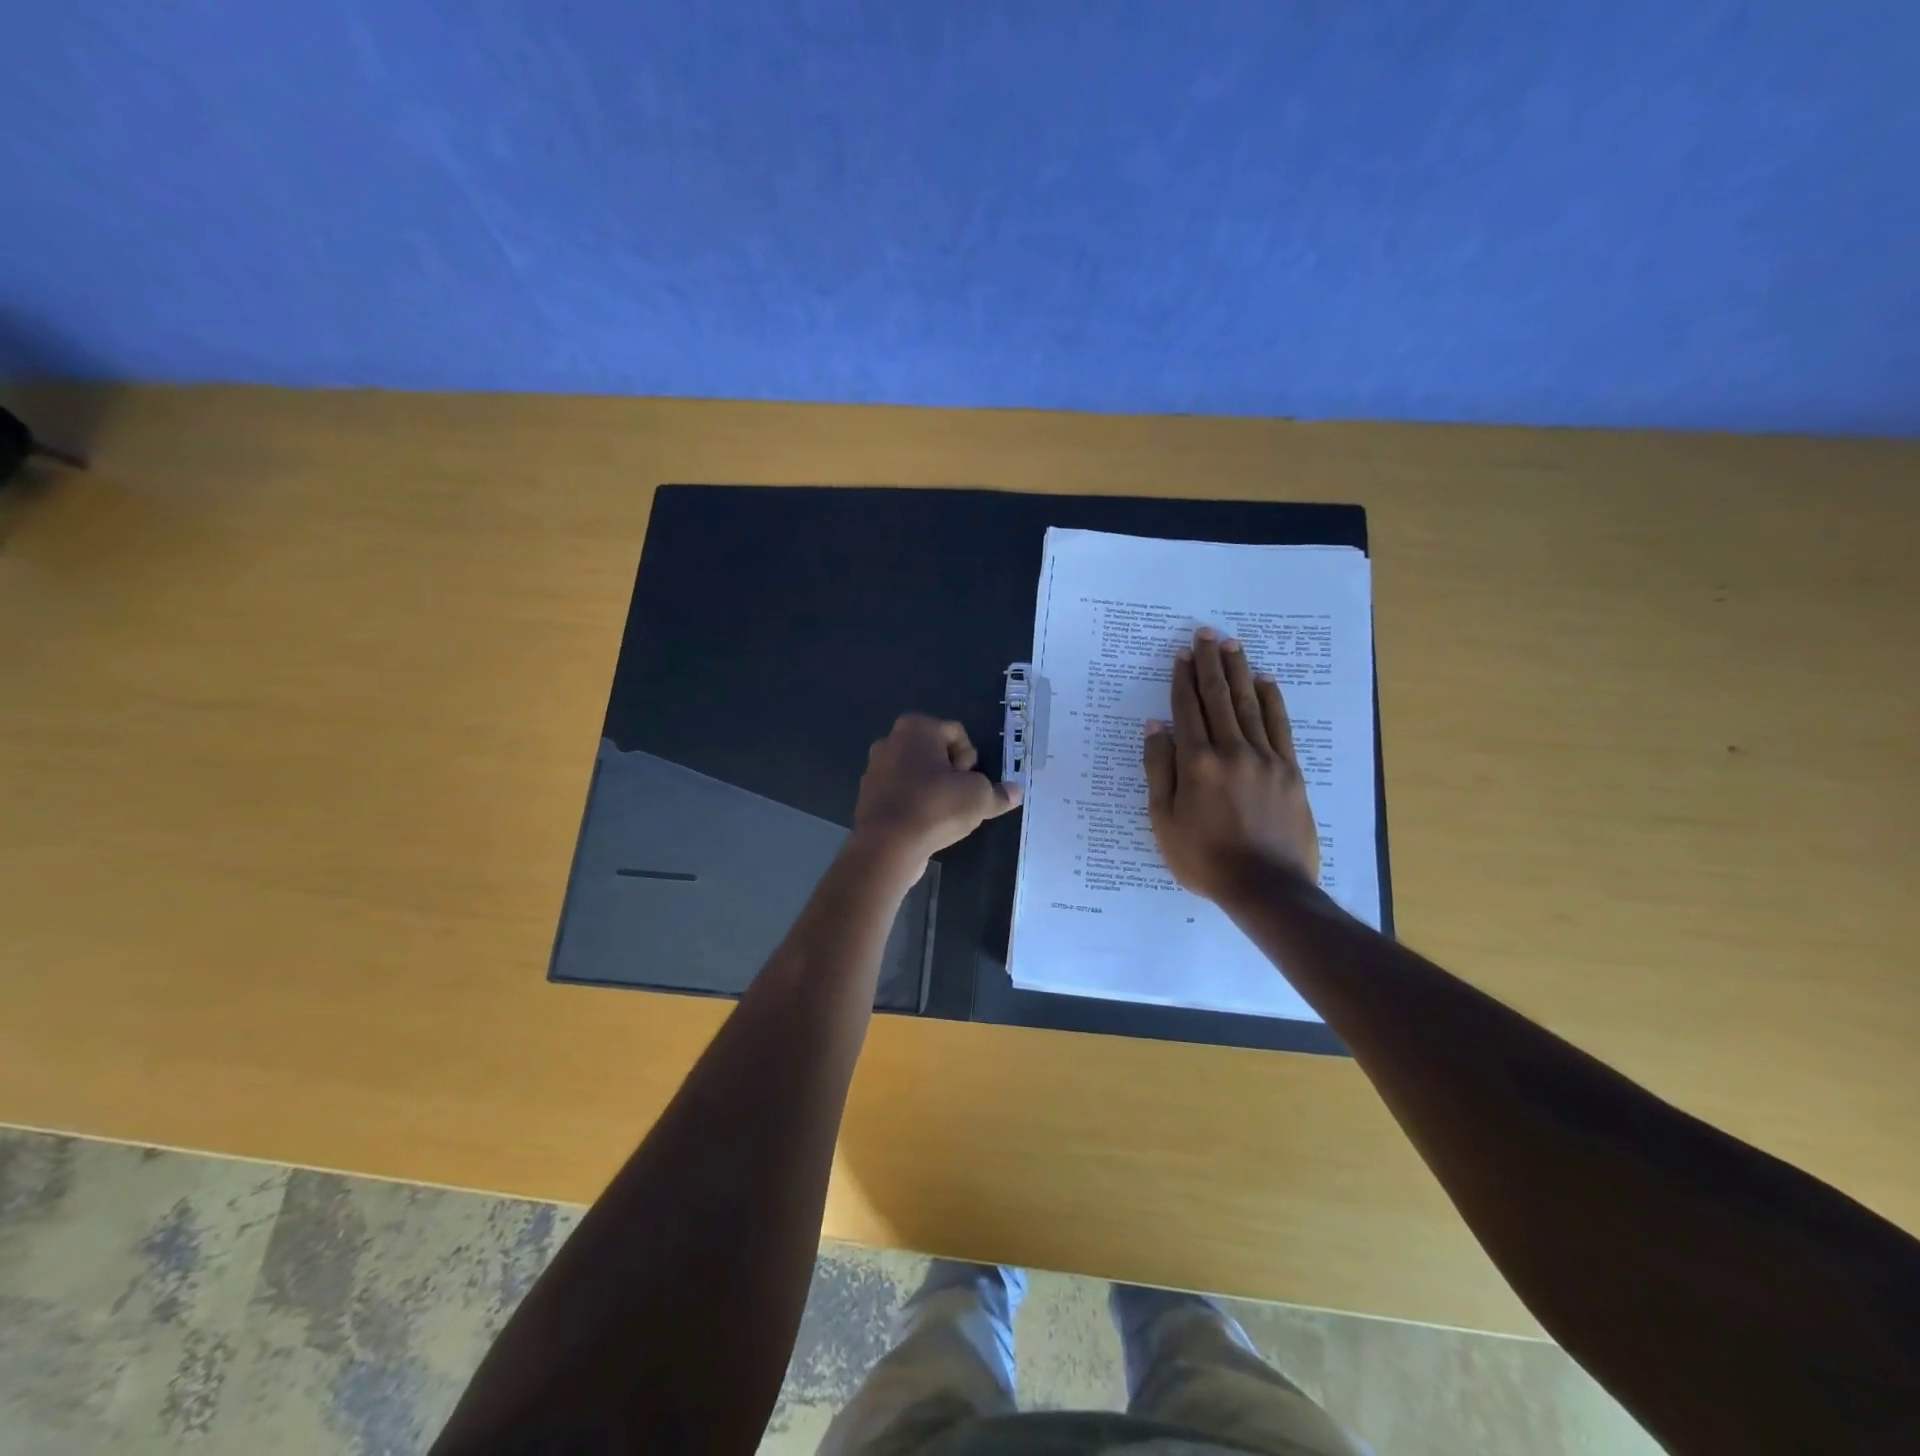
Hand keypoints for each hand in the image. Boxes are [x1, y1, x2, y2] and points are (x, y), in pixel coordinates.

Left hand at [852, 715, 1021, 875]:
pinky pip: (902, 793)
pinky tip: (924, 825)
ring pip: (918, 774)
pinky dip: (915, 804)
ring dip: (934, 790)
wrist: (887, 846)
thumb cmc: (935, 807)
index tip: (969, 783)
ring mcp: (875, 768)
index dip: (971, 759)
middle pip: (936, 752)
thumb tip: (1015, 792)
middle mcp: (890, 740)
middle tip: (960, 798)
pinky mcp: (868, 796)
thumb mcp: (979, 798)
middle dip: (952, 773)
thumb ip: (999, 793)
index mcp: (915, 727)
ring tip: (944, 814)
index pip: (957, 733)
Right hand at [1143, 627, 1320, 902]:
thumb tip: (1155, 727)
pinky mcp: (1290, 770)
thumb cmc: (1204, 858)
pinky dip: (1272, 700)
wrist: (1266, 887)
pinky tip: (1265, 681)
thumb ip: (1159, 770)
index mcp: (1196, 763)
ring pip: (1250, 704)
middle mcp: (1231, 750)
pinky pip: (1280, 726)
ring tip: (1232, 645)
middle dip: (1210, 663)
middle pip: (1219, 698)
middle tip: (1206, 635)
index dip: (1182, 679)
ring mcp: (1265, 758)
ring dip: (1239, 672)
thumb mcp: (1164, 820)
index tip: (1180, 655)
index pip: (1187, 710)